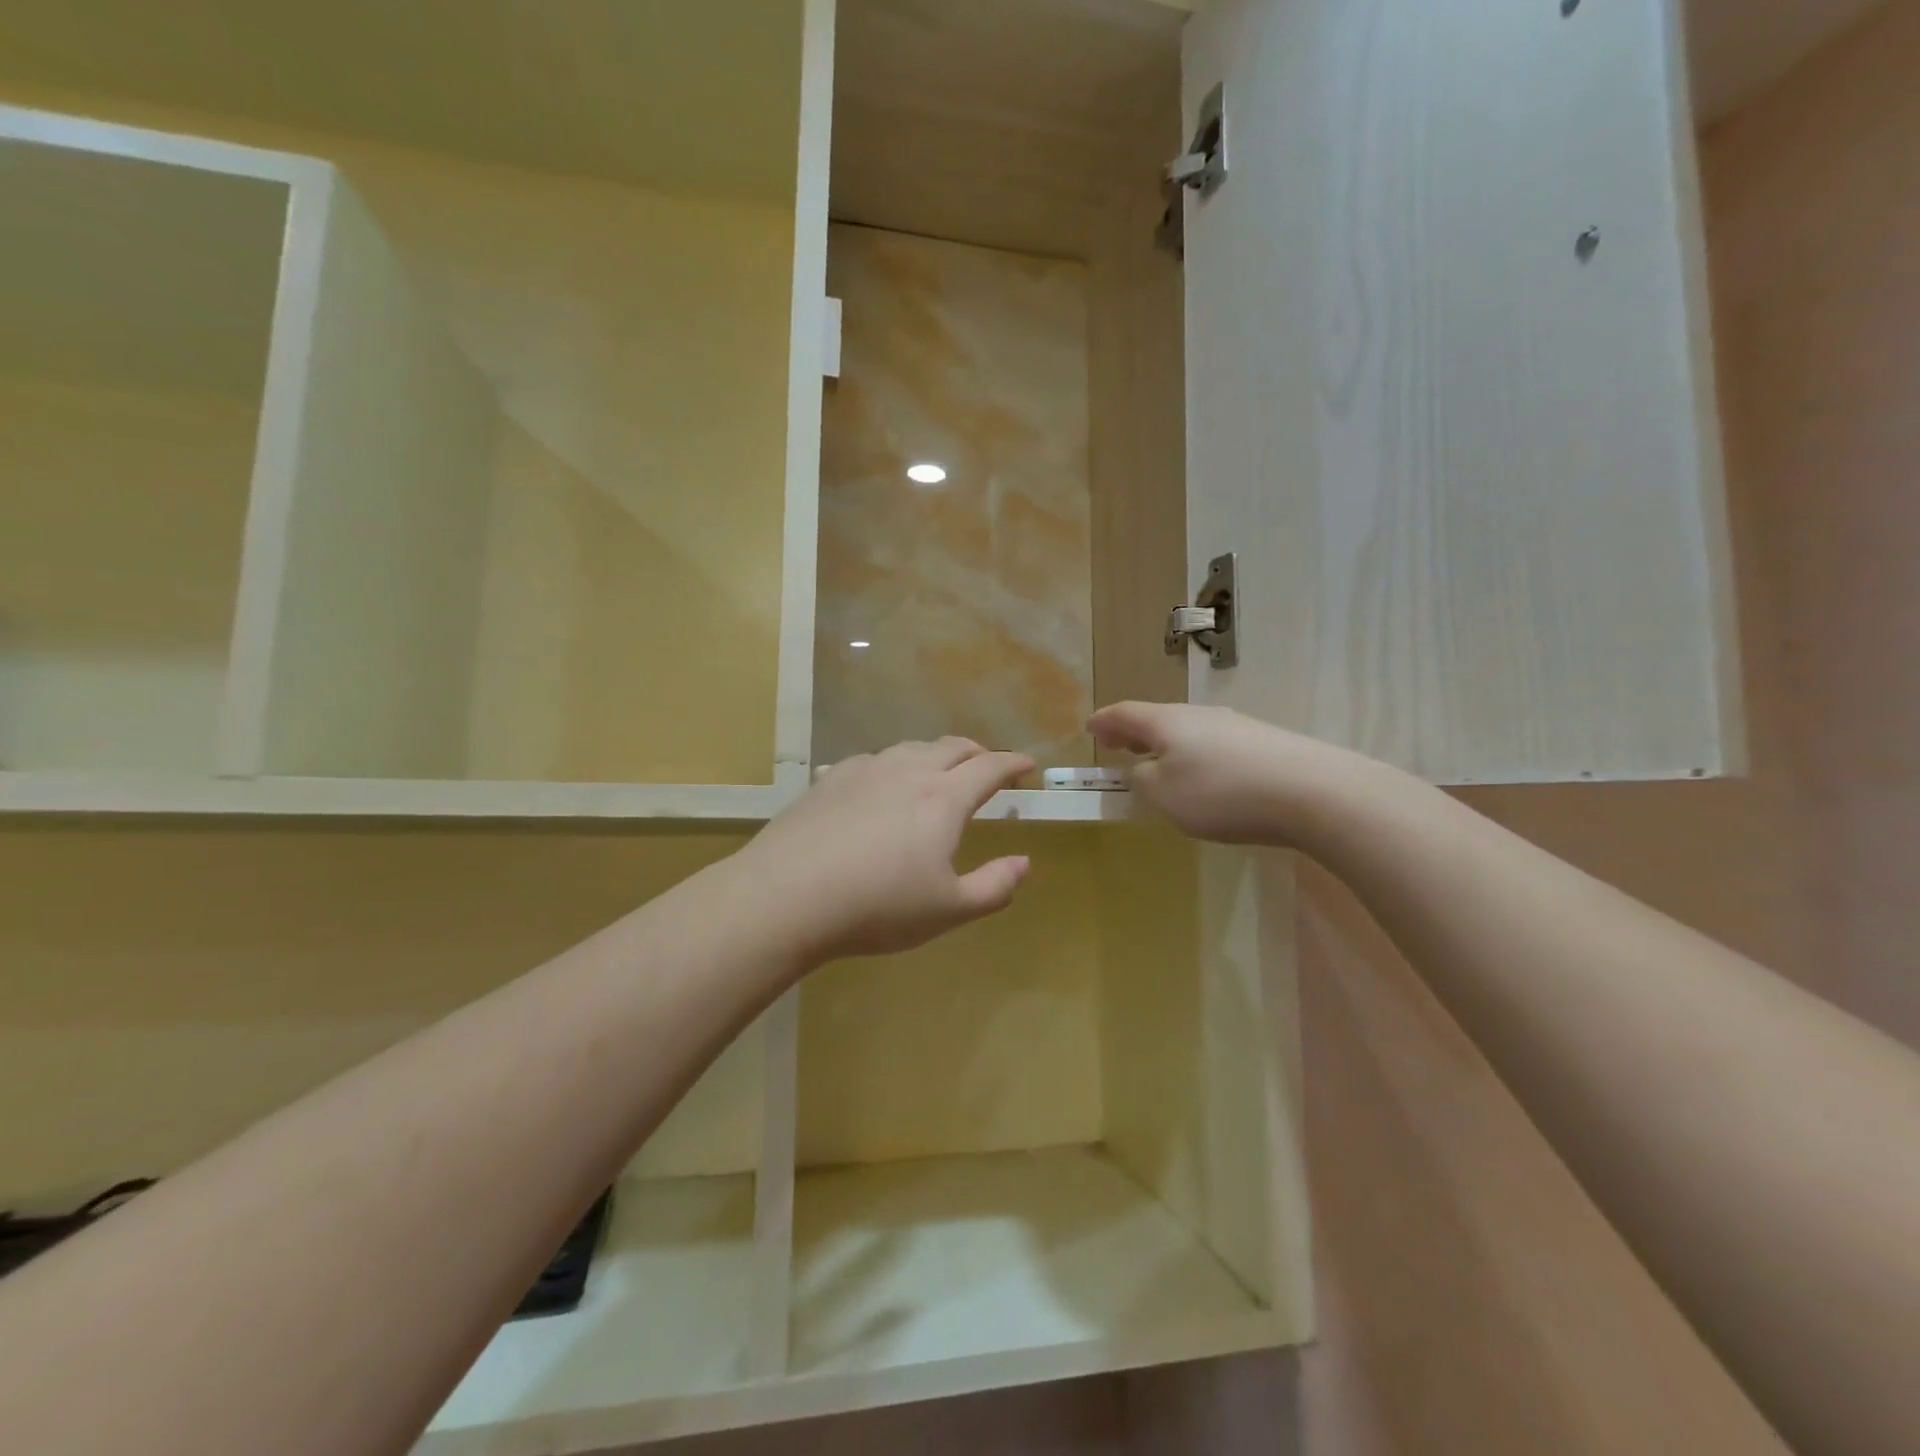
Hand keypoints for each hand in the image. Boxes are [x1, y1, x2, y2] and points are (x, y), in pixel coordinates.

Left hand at [740, 738, 1035, 964]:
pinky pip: (872, 760)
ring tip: (938, 769)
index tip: (1027, 765)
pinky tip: (881, 781)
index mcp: (944, 799)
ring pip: (910, 748)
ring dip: (934, 754)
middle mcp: (908, 771)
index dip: (1013, 763)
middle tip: (988, 764)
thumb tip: (1024, 863)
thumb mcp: (948, 910)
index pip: (990, 768)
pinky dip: (893, 764)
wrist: (787, 895)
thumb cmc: (877, 907)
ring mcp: (865, 770)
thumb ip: (994, 886)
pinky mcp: (829, 779)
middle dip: (977, 752)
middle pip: (952, 747)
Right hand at [1088, 701, 1345, 844]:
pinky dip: (1195, 754)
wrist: (1312, 791)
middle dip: (1133, 732)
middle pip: (1157, 718)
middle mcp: (1198, 715)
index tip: (1089, 728)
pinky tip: (1204, 775)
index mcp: (1166, 721)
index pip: (1124, 713)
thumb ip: (1143, 780)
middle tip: (1117, 744)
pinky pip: (1214, 744)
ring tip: (1158, 761)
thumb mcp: (1165, 795)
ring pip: (1187, 730)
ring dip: (1165, 743)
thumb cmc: (1222, 793)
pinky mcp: (1263, 742)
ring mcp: (1234, 725)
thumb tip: (1144, 769)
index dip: (1103, 721)